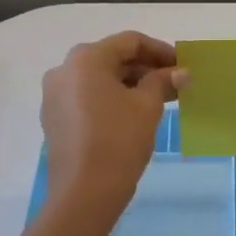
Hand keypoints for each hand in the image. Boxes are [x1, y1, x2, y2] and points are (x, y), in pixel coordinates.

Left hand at [41, 32, 182, 226]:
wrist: (83, 194)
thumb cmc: (118, 141)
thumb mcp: (147, 107)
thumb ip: (162, 82)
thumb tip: (180, 73)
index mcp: (86, 58)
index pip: (130, 42)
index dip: (160, 50)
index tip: (181, 64)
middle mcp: (65, 69)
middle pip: (112, 58)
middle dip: (145, 68)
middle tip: (174, 82)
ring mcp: (55, 94)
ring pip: (99, 78)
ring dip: (130, 83)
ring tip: (159, 98)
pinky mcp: (54, 117)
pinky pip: (87, 96)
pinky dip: (111, 98)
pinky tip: (133, 112)